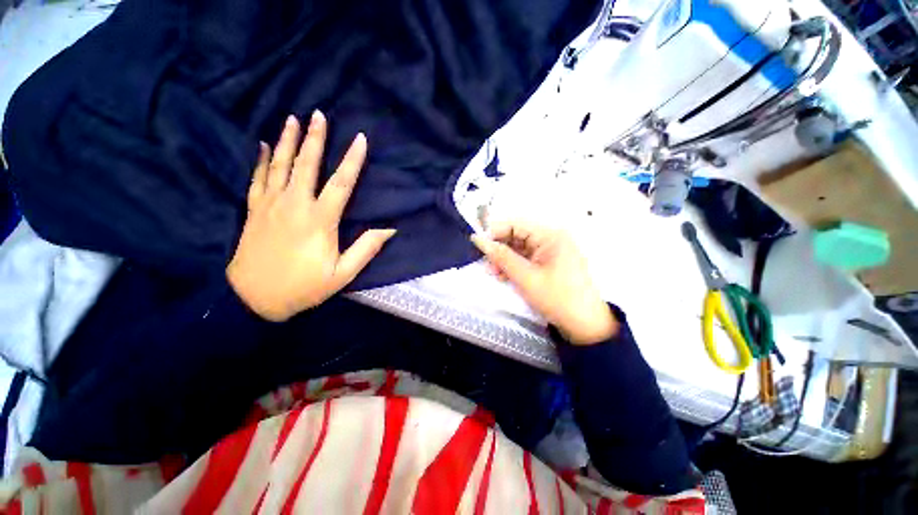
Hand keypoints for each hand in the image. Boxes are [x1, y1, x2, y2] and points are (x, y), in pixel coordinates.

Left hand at [227, 111, 395, 320]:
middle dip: (315, 139)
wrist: (253, 299)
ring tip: (293, 118)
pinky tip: (264, 146)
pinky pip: (257, 178)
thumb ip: (366, 249)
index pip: (340, 184)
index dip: (352, 161)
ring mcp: (270, 205)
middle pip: (306, 165)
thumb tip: (390, 229)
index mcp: (319, 220)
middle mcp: (294, 205)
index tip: (360, 139)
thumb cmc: (303, 287)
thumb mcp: (342, 274)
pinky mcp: (254, 210)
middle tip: (318, 114)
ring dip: (287, 141)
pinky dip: (261, 160)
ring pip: (279, 165)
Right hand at [471, 221, 617, 344]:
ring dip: (505, 259)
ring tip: (493, 273)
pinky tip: (503, 276)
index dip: (495, 231)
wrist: (585, 326)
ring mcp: (550, 253)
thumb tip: (478, 239)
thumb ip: (501, 257)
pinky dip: (514, 266)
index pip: (516, 224)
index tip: (477, 244)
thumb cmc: (557, 298)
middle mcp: (551, 239)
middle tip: (486, 263)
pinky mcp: (549, 265)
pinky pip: (526, 260)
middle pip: (517, 236)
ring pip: (520, 249)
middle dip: (500, 248)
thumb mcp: (525, 277)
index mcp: (551, 236)